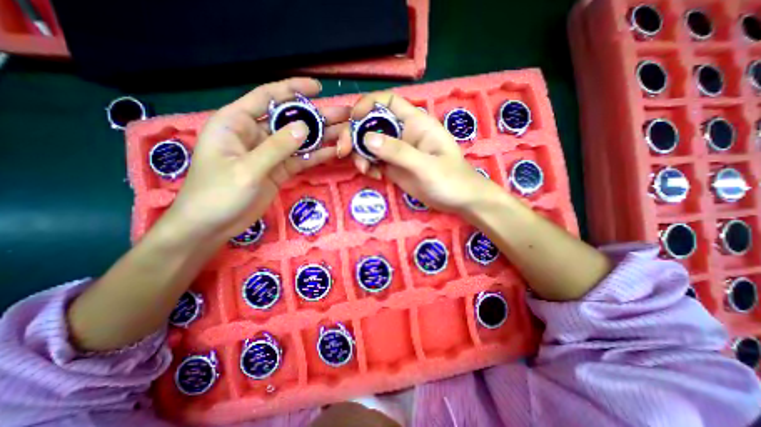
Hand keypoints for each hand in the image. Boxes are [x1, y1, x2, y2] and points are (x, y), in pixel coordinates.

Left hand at [166, 79, 348, 239]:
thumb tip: (305, 127)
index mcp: (237, 122)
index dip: (293, 89)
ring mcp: (270, 153)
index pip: (268, 97)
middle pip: (291, 120)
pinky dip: (317, 156)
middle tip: (345, 114)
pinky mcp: (279, 170)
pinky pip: (301, 159)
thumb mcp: (247, 169)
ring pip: (300, 140)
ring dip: (322, 137)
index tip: (318, 88)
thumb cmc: (218, 194)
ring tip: (347, 132)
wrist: (212, 226)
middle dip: (317, 116)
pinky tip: (335, 152)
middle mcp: (256, 134)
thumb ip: (277, 147)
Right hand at [339, 91, 500, 213]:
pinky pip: (374, 161)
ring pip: (369, 144)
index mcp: (415, 122)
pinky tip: (375, 177)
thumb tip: (366, 138)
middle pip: (372, 123)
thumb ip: (398, 152)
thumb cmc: (451, 179)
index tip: (353, 120)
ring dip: (360, 154)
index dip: (367, 105)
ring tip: (364, 170)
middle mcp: (403, 133)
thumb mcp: (426, 166)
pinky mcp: (394, 166)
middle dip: (355, 134)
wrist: (459, 201)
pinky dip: (368, 166)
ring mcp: (397, 151)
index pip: (387, 101)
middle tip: (344, 152)